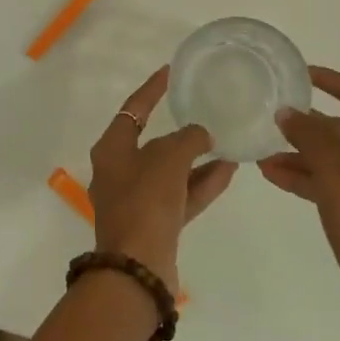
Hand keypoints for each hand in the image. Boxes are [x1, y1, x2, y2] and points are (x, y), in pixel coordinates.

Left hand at [89, 67, 234, 293]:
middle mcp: (119, 172)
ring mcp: (137, 201)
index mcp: (111, 150)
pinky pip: (180, 195)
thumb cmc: (145, 201)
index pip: (133, 109)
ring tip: (227, 142)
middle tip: (203, 111)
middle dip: (180, 131)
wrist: (138, 269)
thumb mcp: (168, 158)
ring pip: (171, 171)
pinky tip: (228, 169)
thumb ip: (188, 139)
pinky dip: (201, 183)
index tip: (169, 71)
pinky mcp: (155, 225)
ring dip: (197, 158)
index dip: (152, 89)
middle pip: (152, 142)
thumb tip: (202, 135)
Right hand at [259, 67, 339, 335]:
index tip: (298, 74)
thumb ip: (307, 136)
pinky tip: (275, 175)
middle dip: (305, 128)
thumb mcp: (331, 173)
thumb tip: (287, 112)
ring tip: (263, 155)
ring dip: (302, 155)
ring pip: (337, 157)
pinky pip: (338, 180)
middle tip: (271, 121)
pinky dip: (311, 177)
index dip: (327, 79)